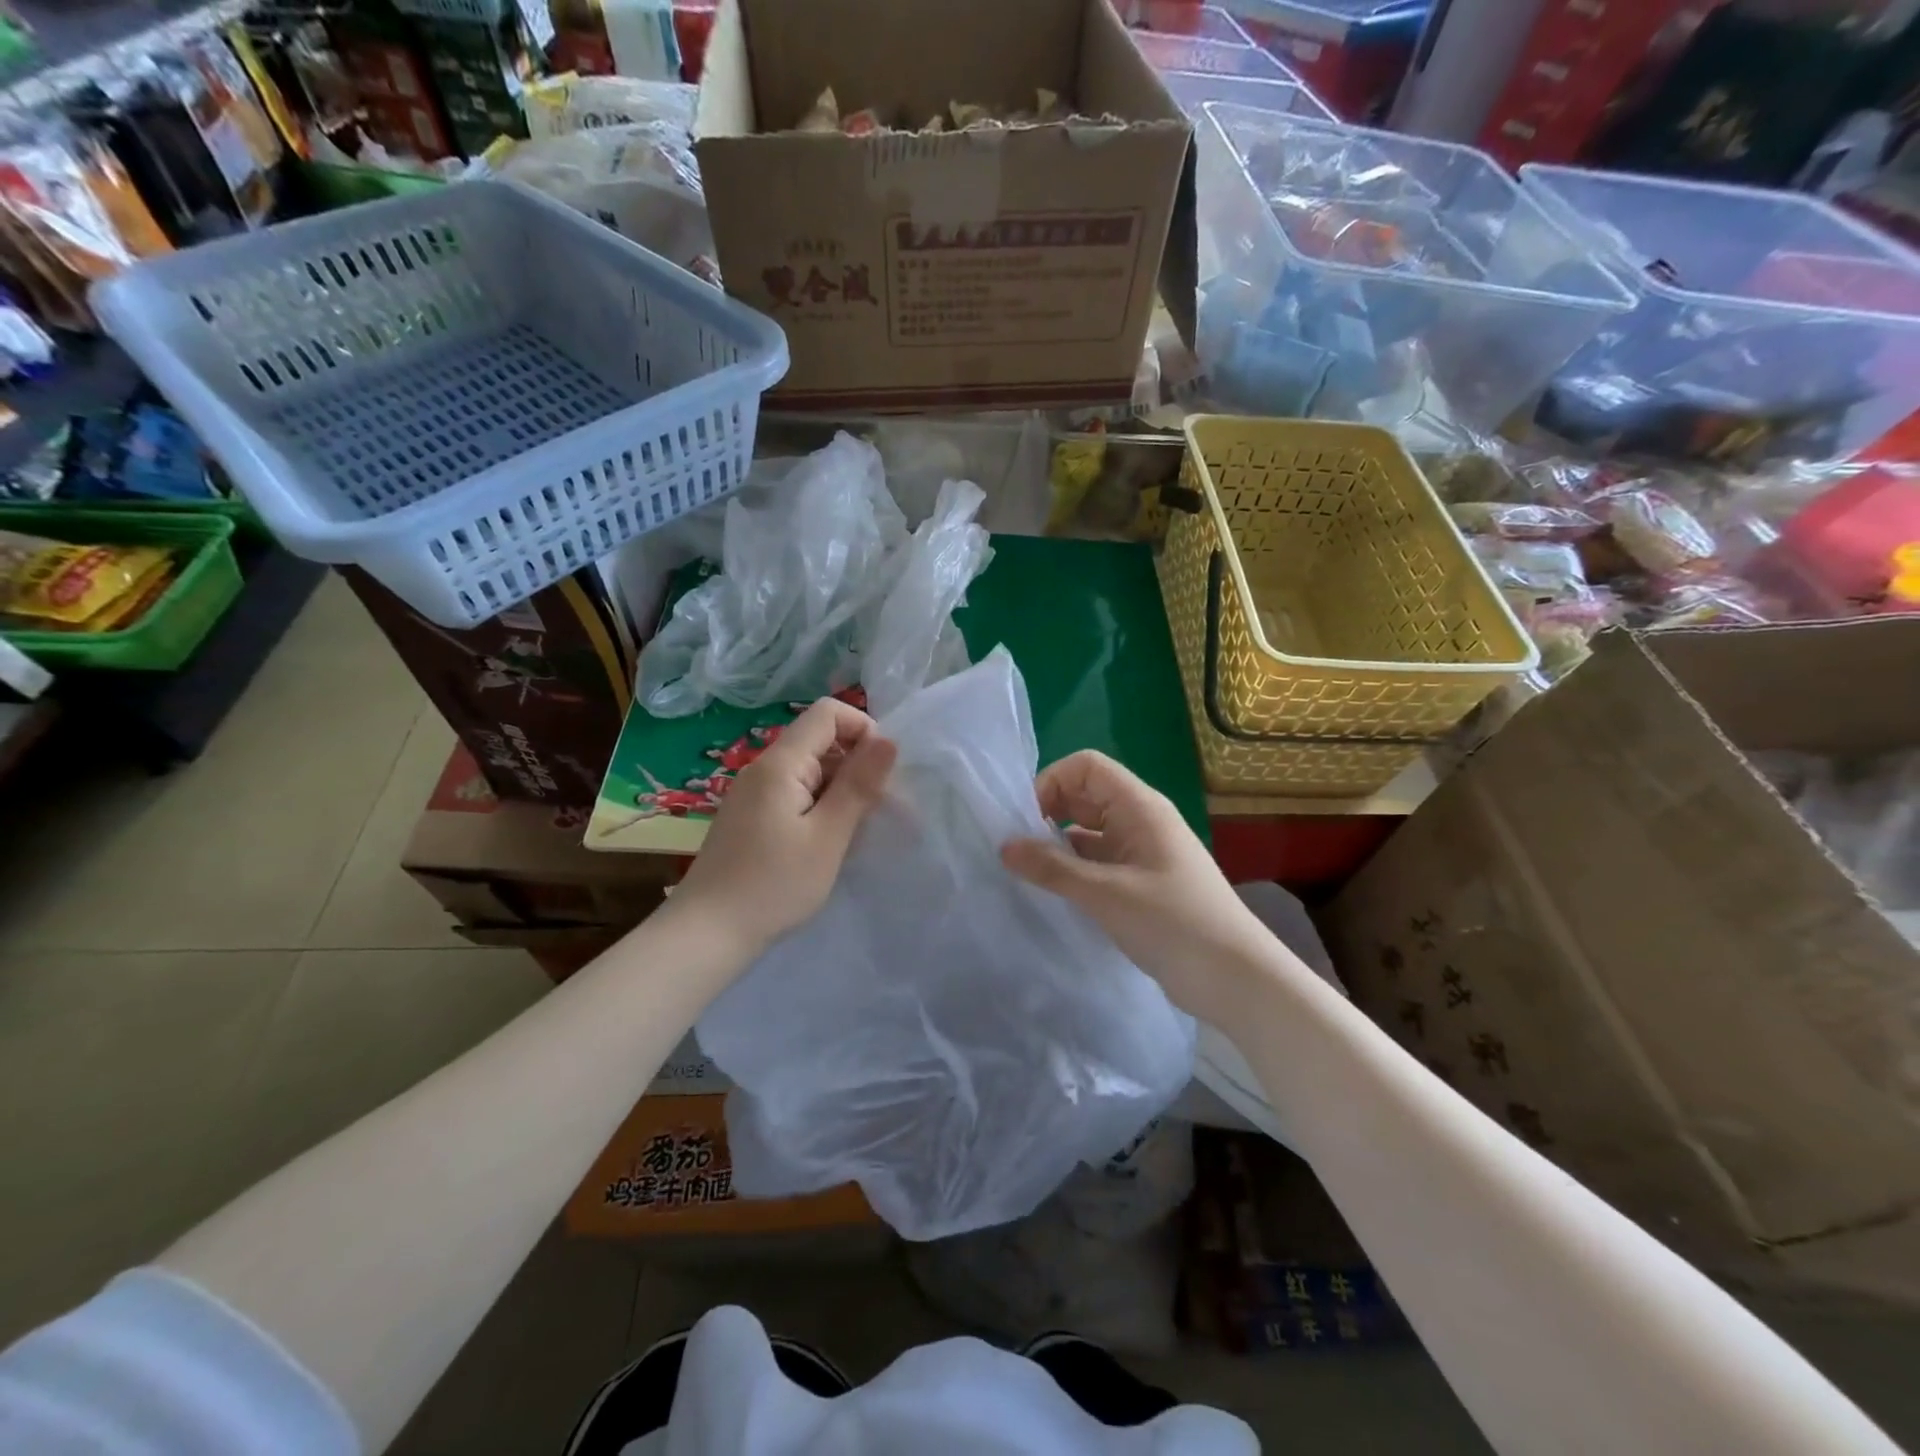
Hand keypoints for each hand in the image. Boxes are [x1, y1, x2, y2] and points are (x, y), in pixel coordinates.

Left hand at [673, 697, 896, 957]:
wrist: (707, 933)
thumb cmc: (774, 885)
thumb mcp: (828, 836)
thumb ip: (859, 785)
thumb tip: (888, 740)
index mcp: (780, 763)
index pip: (827, 713)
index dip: (862, 729)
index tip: (882, 772)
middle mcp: (763, 768)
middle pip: (818, 740)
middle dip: (856, 764)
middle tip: (877, 810)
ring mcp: (753, 794)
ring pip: (809, 770)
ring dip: (840, 790)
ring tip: (855, 832)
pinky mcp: (751, 817)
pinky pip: (794, 794)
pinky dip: (819, 807)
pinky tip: (826, 843)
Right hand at [1001, 751, 1274, 1025]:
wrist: (1235, 979)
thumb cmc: (1173, 923)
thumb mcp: (1107, 894)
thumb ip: (1053, 868)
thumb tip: (1004, 846)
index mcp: (1139, 807)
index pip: (1086, 767)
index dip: (1052, 782)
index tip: (1026, 821)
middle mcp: (1140, 821)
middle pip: (1085, 796)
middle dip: (1048, 813)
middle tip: (1018, 849)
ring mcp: (1141, 853)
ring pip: (1089, 832)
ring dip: (1058, 845)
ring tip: (1026, 873)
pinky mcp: (1140, 883)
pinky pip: (1098, 862)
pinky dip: (1074, 870)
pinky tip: (1052, 893)